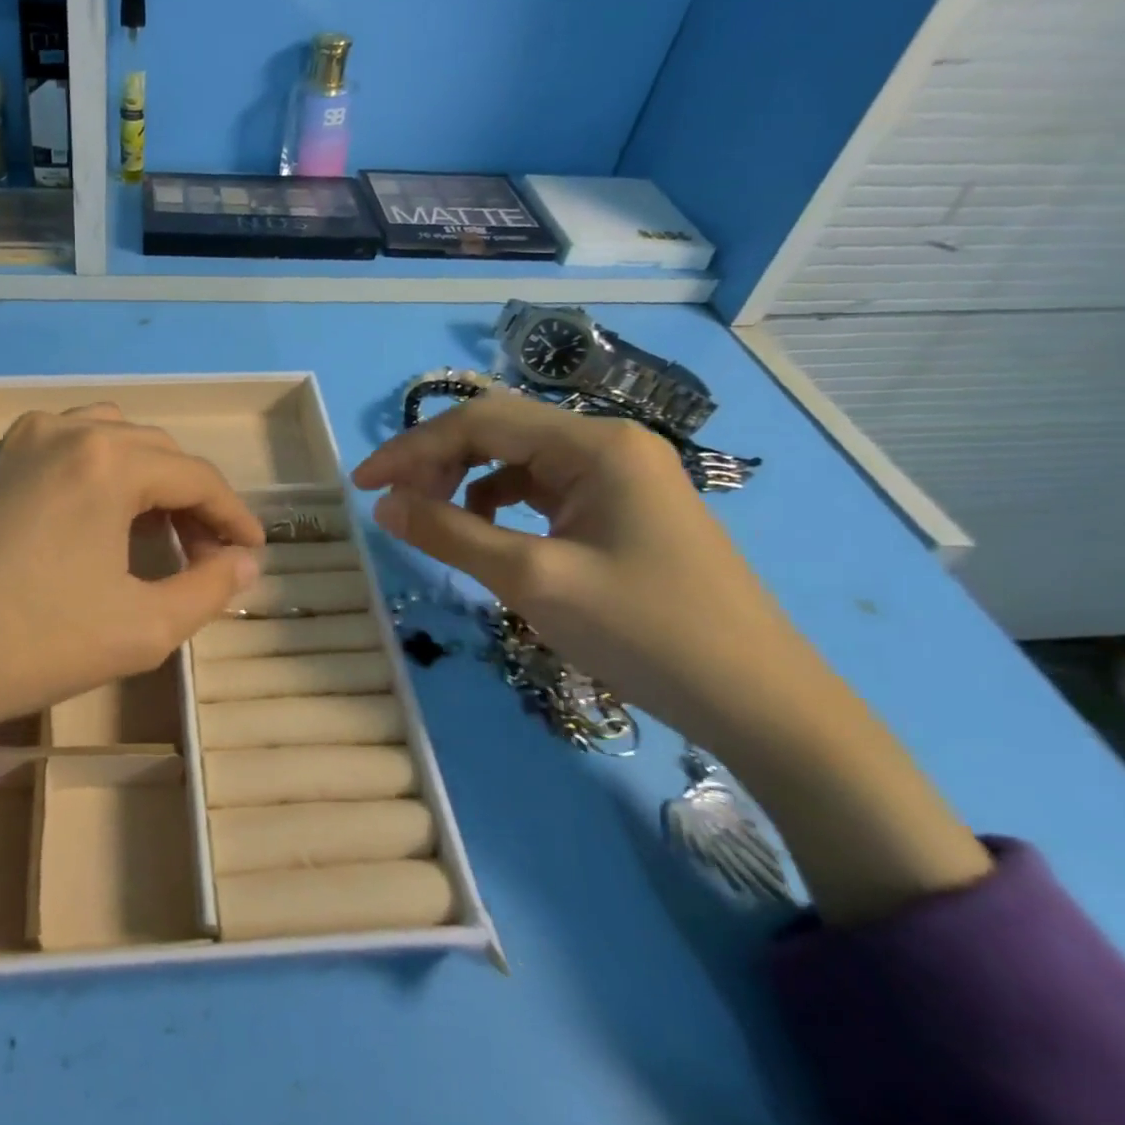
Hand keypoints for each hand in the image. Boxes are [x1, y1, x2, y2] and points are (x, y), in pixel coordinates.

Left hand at [0, 404, 262, 727]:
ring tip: (154, 533)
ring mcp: (17, 442)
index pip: (196, 476)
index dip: (234, 515)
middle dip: (191, 499)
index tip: (254, 551)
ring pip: (108, 440)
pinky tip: (95, 522)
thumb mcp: (141, 627)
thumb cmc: (33, 643)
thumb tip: (245, 563)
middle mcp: (64, 430)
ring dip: (144, 479)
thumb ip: (209, 589)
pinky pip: (62, 450)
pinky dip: (97, 475)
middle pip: (155, 452)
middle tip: (205, 553)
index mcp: (107, 460)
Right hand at [352, 389, 989, 924]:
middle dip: (436, 460)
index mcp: (594, 444)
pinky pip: (542, 487)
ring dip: (465, 479)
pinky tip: (486, 532)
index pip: (478, 421)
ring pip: (517, 458)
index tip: (363, 486)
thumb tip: (384, 503)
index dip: (411, 448)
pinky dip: (499, 502)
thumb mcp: (532, 581)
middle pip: (498, 431)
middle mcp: (608, 443)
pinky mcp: (622, 509)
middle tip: (393, 503)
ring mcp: (620, 475)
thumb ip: (450, 533)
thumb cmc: (646, 633)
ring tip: (431, 517)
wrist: (762, 704)